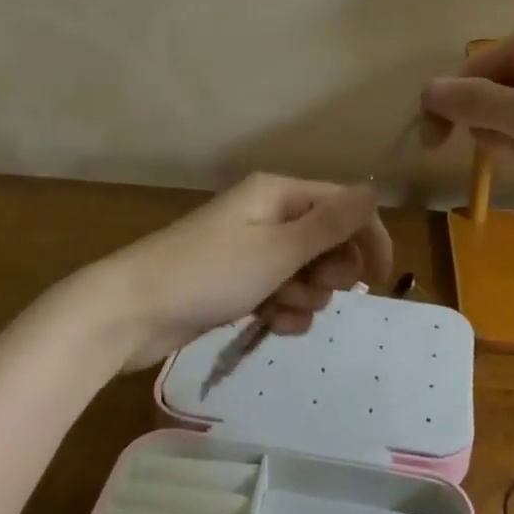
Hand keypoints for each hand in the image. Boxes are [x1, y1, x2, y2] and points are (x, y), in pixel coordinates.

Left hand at [99, 174, 393, 370]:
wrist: (132, 311)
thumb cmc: (209, 273)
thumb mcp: (278, 249)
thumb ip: (330, 223)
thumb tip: (374, 189)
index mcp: (278, 194)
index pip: (343, 205)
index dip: (367, 238)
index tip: (381, 281)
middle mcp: (268, 214)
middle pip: (327, 240)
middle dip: (327, 271)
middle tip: (307, 287)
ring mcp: (252, 249)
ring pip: (306, 272)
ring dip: (303, 296)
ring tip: (276, 308)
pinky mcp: (238, 281)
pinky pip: (281, 292)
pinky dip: (283, 309)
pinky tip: (270, 324)